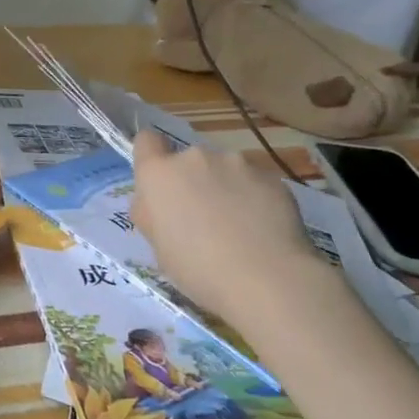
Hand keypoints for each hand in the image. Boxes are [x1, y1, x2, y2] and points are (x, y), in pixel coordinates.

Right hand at [130, 131, 320, 329]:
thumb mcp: (156, 246)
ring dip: (224, 188)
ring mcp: (237, 163)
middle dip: (193, 182)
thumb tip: (160, 203)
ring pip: (223, 170)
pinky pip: (254, 182)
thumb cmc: (196, 267)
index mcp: (159, 174)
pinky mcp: (271, 176)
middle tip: (202, 220)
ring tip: (238, 226)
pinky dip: (254, 199)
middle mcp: (194, 158)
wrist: (266, 278)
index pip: (146, 141)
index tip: (160, 184)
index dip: (151, 157)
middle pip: (188, 161)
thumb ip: (152, 213)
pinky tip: (261, 229)